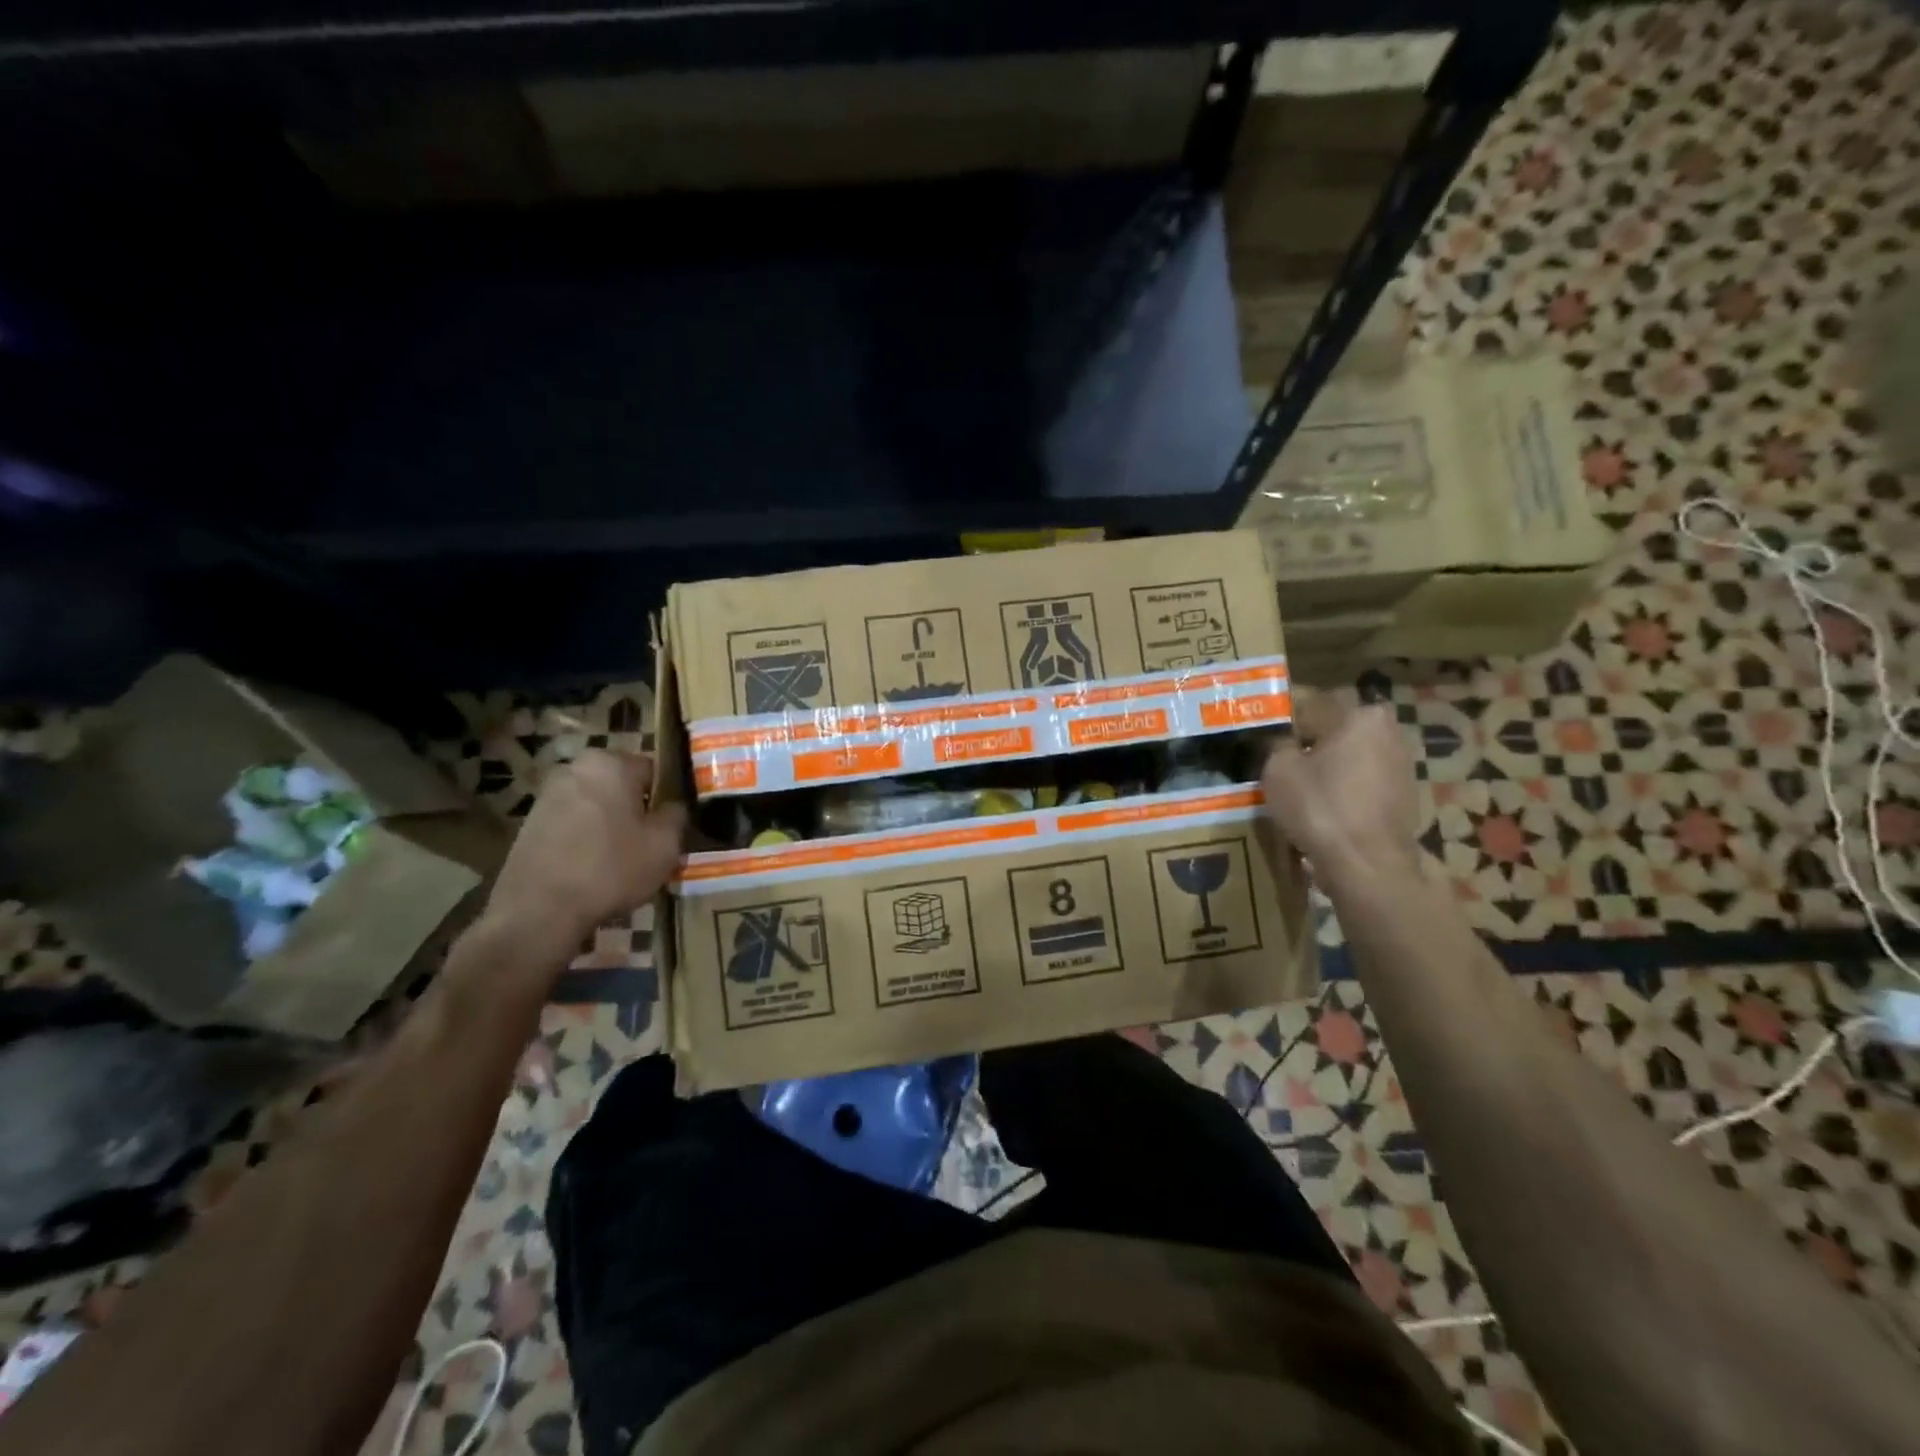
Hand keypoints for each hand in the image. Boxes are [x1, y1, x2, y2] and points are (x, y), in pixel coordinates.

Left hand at [485, 750, 686, 949]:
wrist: (539, 910)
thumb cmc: (611, 868)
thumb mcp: (665, 844)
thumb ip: (676, 815)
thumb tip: (673, 806)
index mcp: (611, 763)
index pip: (653, 769)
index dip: (666, 798)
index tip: (669, 825)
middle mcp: (575, 768)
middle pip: (620, 785)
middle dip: (634, 809)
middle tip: (647, 844)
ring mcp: (547, 795)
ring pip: (595, 805)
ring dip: (609, 824)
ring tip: (619, 860)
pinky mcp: (529, 823)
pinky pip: (572, 823)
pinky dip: (584, 838)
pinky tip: (590, 868)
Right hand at [1262, 690, 1420, 883]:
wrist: (1367, 865)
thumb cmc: (1320, 808)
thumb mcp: (1278, 769)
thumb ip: (1276, 744)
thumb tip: (1278, 739)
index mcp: (1358, 714)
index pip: (1308, 702)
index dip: (1279, 717)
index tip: (1258, 731)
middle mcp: (1387, 730)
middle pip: (1333, 727)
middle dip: (1305, 738)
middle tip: (1274, 756)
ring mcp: (1401, 762)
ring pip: (1349, 753)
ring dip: (1325, 762)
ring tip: (1295, 781)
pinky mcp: (1404, 793)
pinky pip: (1361, 778)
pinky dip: (1342, 784)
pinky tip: (1320, 802)